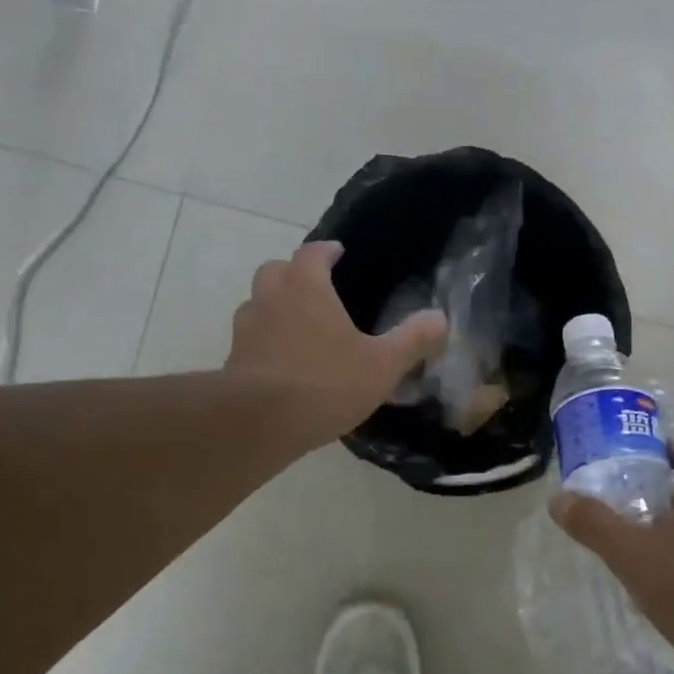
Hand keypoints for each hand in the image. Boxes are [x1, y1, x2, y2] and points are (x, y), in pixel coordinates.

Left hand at [226, 241, 446, 443]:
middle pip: (275, 270)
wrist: (259, 422)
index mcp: (306, 287)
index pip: (312, 253)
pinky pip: (250, 338)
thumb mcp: (382, 365)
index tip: (338, 253)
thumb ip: (412, 340)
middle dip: (294, 272)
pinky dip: (264, 340)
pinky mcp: (233, 360)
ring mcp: (246, 328)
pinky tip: (282, 362)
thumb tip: (441, 319)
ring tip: (297, 325)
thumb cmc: (325, 384)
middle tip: (315, 287)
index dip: (326, 250)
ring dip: (274, 305)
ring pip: (256, 302)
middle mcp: (270, 298)